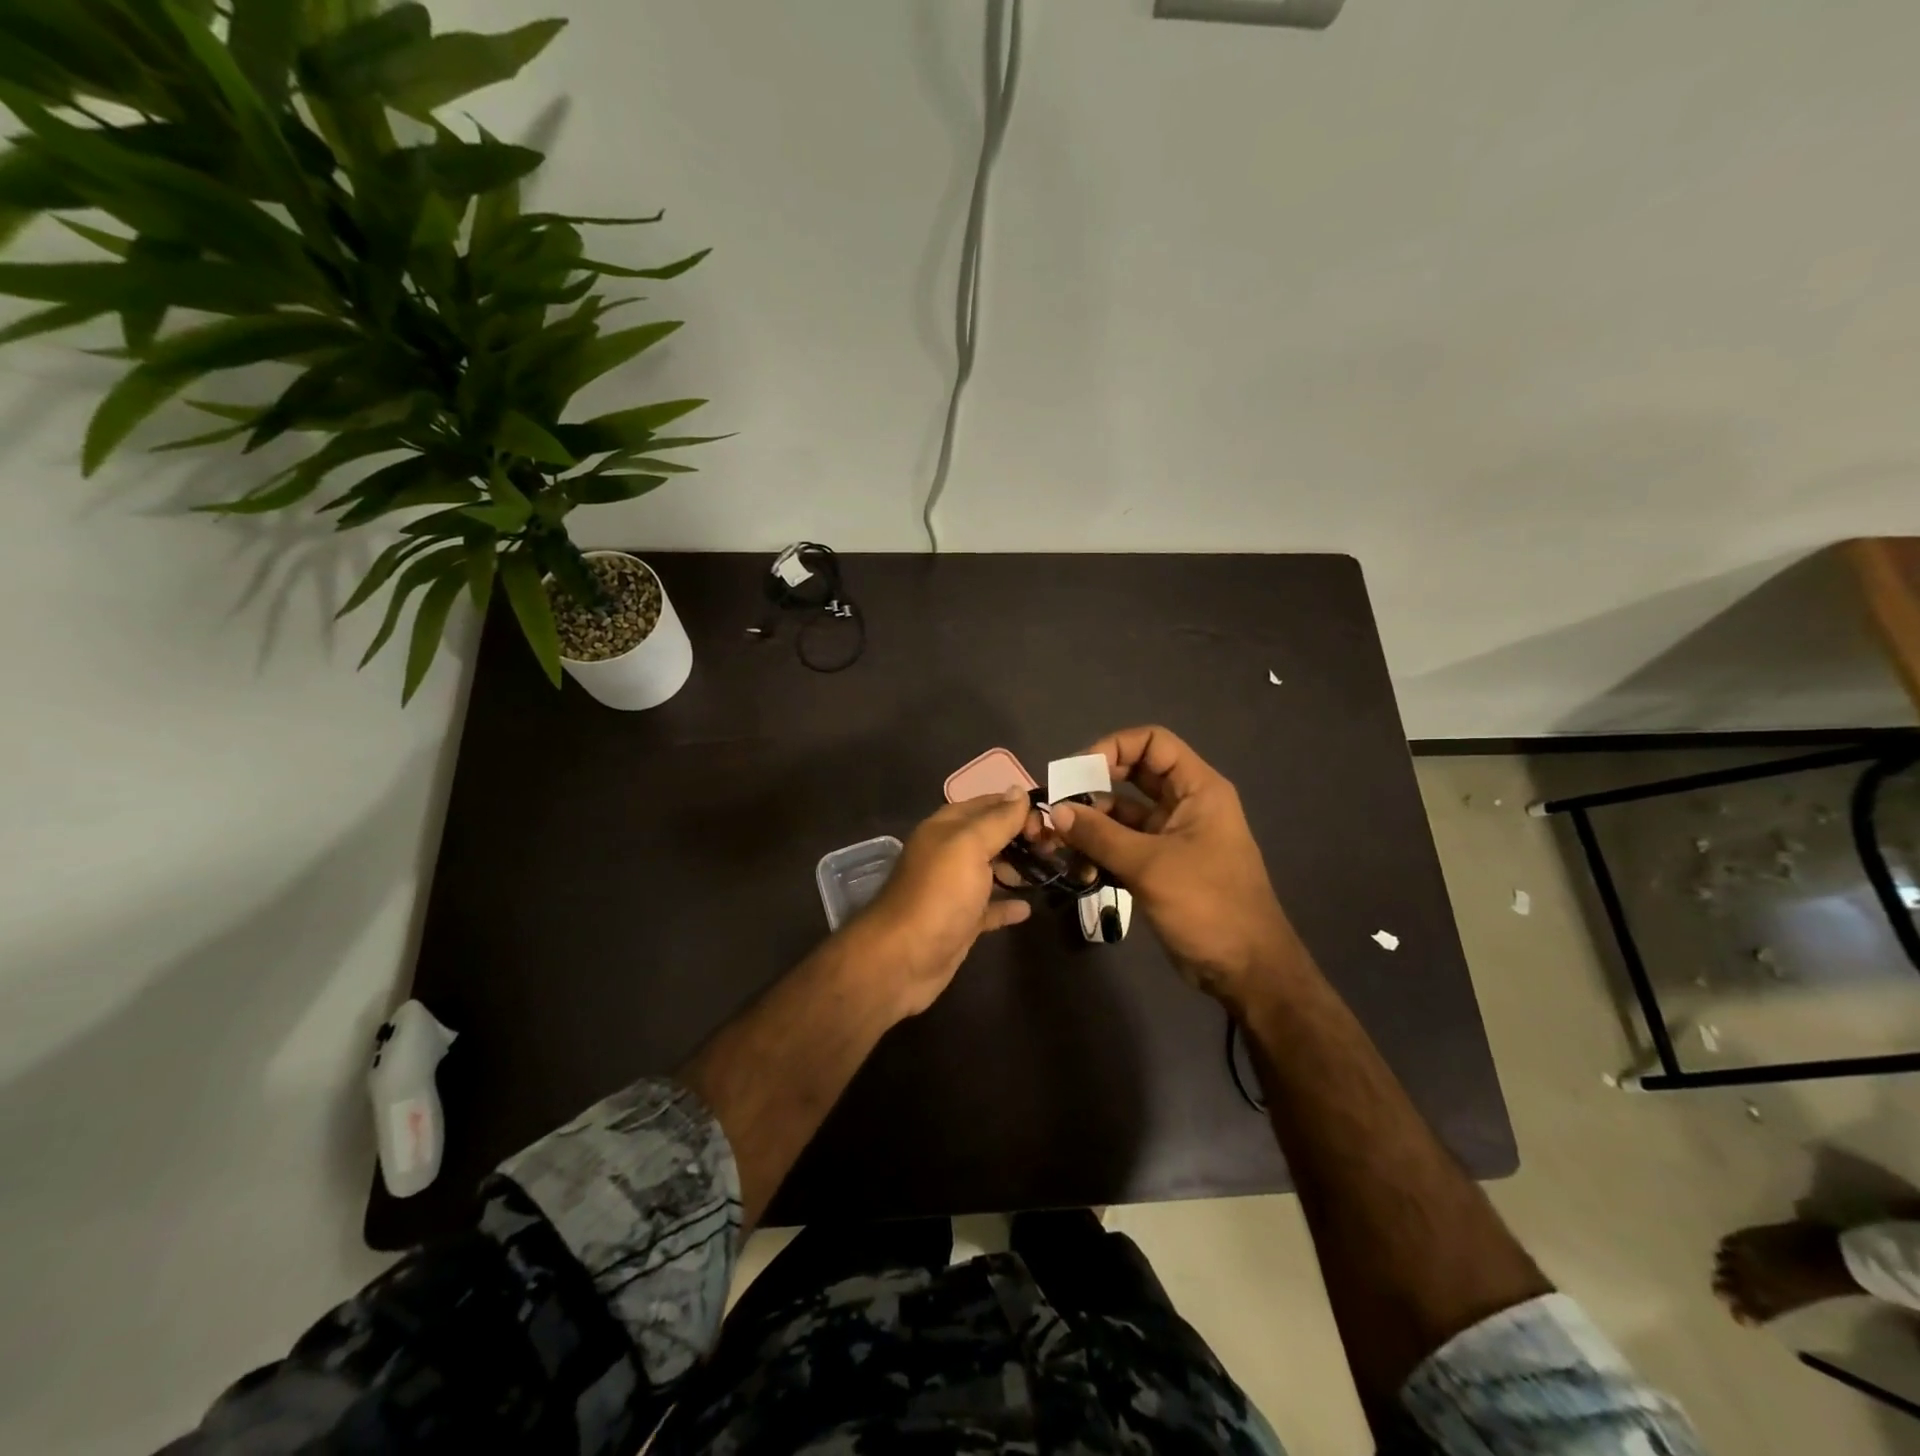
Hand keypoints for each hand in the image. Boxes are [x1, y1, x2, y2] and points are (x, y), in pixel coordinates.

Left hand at [857, 789, 1034, 1015]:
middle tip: (1057, 848)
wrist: (903, 959)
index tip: (1052, 821)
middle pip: (992, 837)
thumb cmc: (939, 895)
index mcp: (947, 828)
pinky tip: (1028, 908)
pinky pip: (989, 907)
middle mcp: (949, 853)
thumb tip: (1018, 791)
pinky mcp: (961, 921)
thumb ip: (996, 819)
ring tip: (1052, 872)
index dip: (1018, 808)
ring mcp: (955, 889)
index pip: (988, 805)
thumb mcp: (969, 847)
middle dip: (1023, 838)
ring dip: (1019, 869)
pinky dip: (1007, 905)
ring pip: (992, 871)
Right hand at [1048, 726, 1298, 1009]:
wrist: (1246, 970)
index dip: (1113, 747)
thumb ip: (1099, 835)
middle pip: (1134, 775)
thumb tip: (1055, 810)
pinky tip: (1076, 864)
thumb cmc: (1207, 906)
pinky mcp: (1162, 865)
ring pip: (1124, 812)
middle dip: (1095, 785)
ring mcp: (1173, 835)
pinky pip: (1124, 844)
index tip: (1077, 772)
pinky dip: (1100, 849)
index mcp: (1198, 789)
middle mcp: (1186, 804)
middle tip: (1060, 802)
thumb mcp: (1149, 866)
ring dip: (1093, 821)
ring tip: (1059, 838)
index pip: (1152, 743)